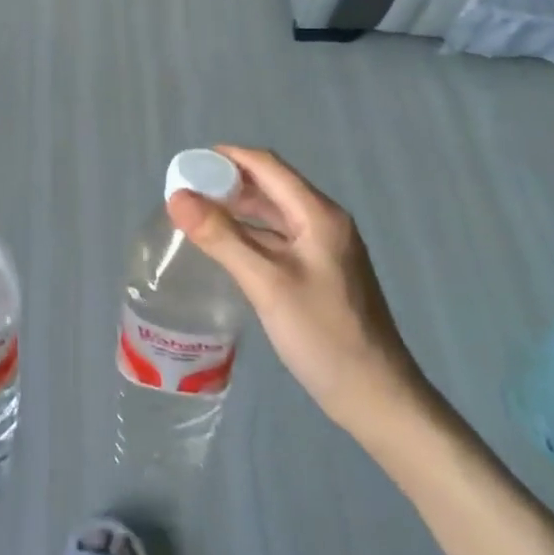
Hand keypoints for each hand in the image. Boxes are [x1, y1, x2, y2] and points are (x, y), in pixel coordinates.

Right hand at [167, 146, 434, 442]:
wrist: (376, 396)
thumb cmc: (322, 334)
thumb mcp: (266, 283)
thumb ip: (221, 237)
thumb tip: (177, 197)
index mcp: (318, 215)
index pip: (267, 166)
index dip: (226, 157)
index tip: (186, 163)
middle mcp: (323, 223)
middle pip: (270, 186)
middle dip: (227, 183)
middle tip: (184, 192)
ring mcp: (323, 249)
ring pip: (273, 214)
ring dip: (237, 209)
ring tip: (195, 215)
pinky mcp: (319, 273)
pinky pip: (277, 239)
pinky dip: (248, 235)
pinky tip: (224, 248)